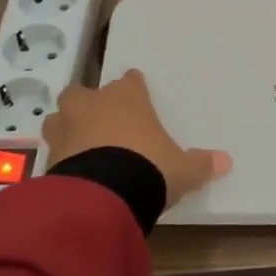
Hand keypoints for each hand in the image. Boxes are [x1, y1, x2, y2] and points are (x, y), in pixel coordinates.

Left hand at [42, 69, 231, 209]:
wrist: (104, 195)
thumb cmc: (148, 166)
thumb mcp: (182, 169)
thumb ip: (200, 164)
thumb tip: (227, 162)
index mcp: (127, 97)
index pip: (129, 80)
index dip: (132, 87)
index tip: (135, 92)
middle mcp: (93, 104)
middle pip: (82, 92)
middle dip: (88, 102)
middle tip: (99, 119)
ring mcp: (67, 127)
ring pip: (59, 116)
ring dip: (67, 126)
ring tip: (78, 143)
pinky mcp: (49, 155)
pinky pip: (53, 149)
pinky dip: (61, 156)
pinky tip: (71, 170)